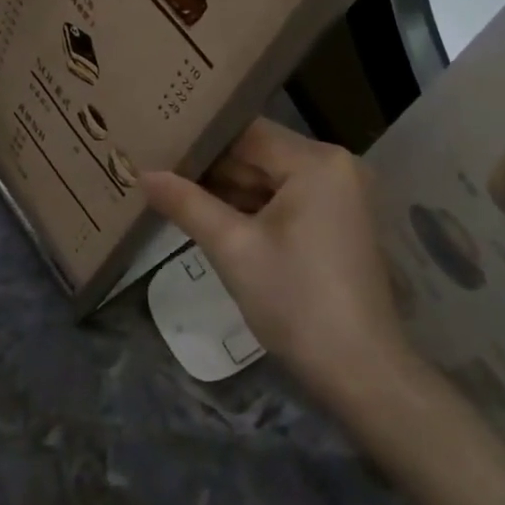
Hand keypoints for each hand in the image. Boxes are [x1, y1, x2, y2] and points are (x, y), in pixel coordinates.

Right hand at [143, 119, 416, 407]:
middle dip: (212, 169)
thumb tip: (144, 173)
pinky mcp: (339, 222)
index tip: (157, 144)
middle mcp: (336, 167)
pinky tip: (212, 218)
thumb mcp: (233, 249)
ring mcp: (341, 195)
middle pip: (260, 155)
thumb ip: (187, 204)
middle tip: (158, 170)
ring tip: (174, 192)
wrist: (360, 371)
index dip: (200, 140)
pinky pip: (288, 201)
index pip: (246, 134)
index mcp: (317, 162)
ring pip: (271, 180)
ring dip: (230, 191)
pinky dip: (255, 210)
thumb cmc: (296, 301)